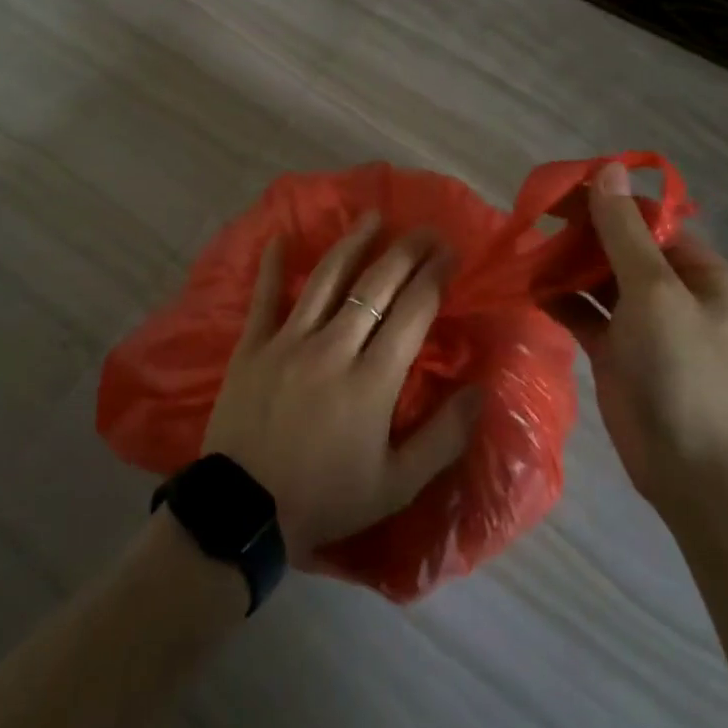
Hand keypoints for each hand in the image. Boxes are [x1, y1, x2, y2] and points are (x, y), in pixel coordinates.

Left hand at [202, 214, 482, 563]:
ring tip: (371, 217)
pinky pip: (264, 296)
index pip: (412, 312)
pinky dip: (272, 266)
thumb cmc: (326, 498)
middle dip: (405, 252)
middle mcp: (334, 347)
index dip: (434, 276)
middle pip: (375, 285)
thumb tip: (481, 391)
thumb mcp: (396, 484)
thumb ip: (443, 437)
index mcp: (373, 380)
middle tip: (425, 229)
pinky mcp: (253, 345)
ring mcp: (289, 341)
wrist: (246, 511)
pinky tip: (280, 237)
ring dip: (352, 244)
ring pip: (326, 278)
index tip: (450, 253)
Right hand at [548, 163, 727, 514]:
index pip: (647, 219)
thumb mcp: (654, 292)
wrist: (692, 470)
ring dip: (564, 265)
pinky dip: (559, 299)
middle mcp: (672, 290)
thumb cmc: (682, 370)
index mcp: (698, 270)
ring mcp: (642, 322)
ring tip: (525, 253)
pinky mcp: (615, 349)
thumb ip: (624, 231)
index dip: (604, 202)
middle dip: (578, 234)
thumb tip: (608, 168)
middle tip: (532, 221)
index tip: (556, 193)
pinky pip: (583, 311)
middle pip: (619, 246)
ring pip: (597, 278)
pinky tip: (530, 289)